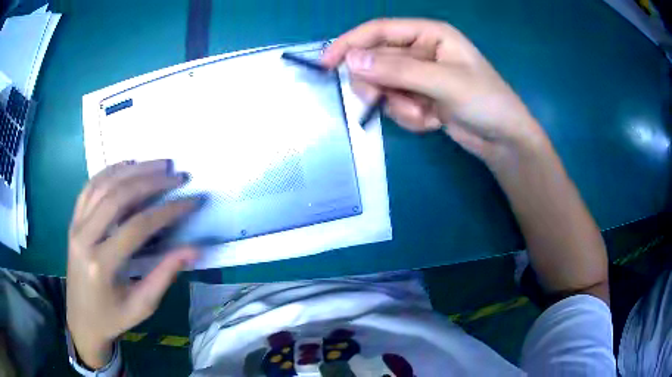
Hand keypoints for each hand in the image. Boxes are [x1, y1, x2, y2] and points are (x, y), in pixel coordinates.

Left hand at [66, 160, 198, 368]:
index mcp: (101, 265)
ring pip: (103, 185)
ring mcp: (75, 226)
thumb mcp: (142, 305)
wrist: (81, 320)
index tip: (192, 200)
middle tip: (177, 175)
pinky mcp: (73, 221)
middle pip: (117, 197)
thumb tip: (195, 250)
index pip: (137, 227)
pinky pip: (90, 187)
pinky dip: (109, 171)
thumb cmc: (113, 318)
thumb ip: (165, 275)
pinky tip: (127, 164)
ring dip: (132, 170)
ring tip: (159, 164)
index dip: (167, 211)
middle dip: (150, 181)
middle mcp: (84, 238)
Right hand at [322, 18, 545, 162]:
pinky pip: (397, 105)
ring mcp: (419, 76)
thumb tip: (352, 61)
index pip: (379, 31)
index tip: (326, 63)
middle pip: (376, 61)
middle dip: (380, 85)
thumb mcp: (443, 82)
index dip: (350, 43)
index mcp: (428, 34)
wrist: (503, 140)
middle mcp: (420, 50)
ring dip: (399, 106)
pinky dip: (409, 117)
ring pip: (384, 87)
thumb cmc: (485, 101)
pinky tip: (432, 121)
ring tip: (425, 115)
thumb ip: (398, 70)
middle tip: (382, 100)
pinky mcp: (419, 97)